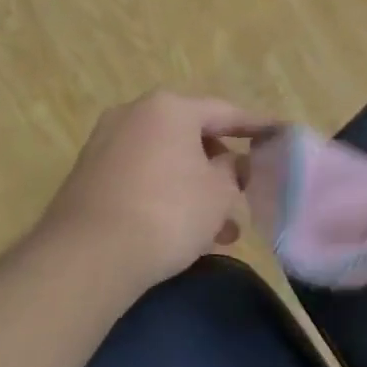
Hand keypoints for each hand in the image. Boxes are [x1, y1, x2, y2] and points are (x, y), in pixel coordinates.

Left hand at [42, 90, 272, 292]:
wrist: (86, 258)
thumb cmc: (168, 212)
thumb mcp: (218, 193)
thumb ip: (233, 171)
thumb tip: (232, 164)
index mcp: (170, 107)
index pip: (225, 112)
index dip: (257, 126)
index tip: (280, 134)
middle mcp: (135, 115)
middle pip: (192, 136)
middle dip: (220, 168)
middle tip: (242, 193)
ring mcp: (106, 145)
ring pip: (167, 162)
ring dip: (195, 190)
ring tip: (219, 232)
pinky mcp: (88, 178)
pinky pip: (142, 178)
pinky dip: (165, 197)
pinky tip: (183, 235)